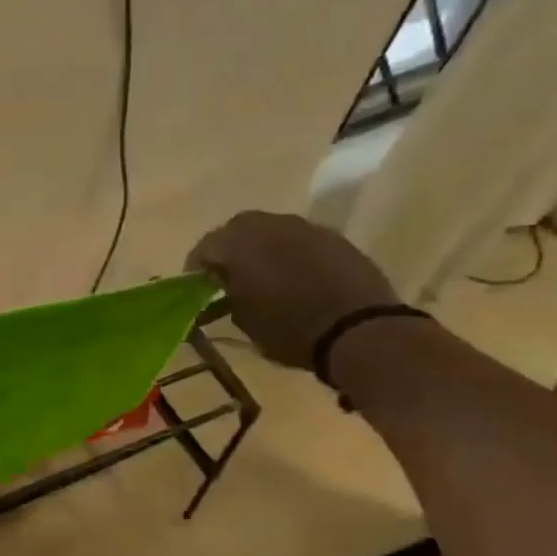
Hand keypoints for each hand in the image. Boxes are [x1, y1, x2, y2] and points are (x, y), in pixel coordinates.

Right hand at [186, 212, 396, 368]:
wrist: (359, 331)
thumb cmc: (289, 329)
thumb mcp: (244, 319)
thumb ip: (227, 295)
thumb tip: (224, 286)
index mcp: (239, 243)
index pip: (206, 246)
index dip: (197, 267)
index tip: (197, 286)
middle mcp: (270, 225)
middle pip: (238, 228)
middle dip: (229, 249)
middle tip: (227, 275)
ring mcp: (306, 227)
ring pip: (271, 230)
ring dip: (261, 248)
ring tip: (262, 274)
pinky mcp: (335, 238)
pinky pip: (300, 239)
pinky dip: (289, 252)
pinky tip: (294, 276)